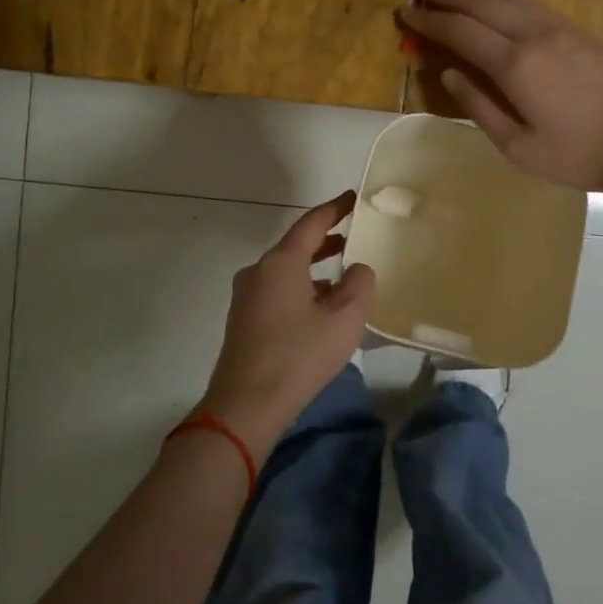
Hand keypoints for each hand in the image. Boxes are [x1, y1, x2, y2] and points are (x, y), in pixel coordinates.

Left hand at [198, 192, 374, 462]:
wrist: (246, 406)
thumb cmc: (299, 355)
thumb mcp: (344, 319)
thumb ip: (359, 284)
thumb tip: (356, 269)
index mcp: (281, 262)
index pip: (311, 223)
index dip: (335, 209)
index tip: (353, 198)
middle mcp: (258, 272)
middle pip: (296, 247)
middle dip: (326, 241)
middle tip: (353, 238)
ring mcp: (246, 297)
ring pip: (286, 272)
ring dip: (314, 270)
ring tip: (343, 279)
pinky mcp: (243, 321)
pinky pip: (277, 292)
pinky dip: (301, 290)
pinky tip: (320, 310)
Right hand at [398, 0, 602, 207]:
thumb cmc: (578, 156)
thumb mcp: (518, 147)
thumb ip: (478, 107)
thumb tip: (447, 72)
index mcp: (515, 66)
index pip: (460, 31)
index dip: (428, 20)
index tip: (402, 9)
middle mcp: (534, 35)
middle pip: (480, 2)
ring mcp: (558, 29)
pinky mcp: (577, 31)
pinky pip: (530, 1)